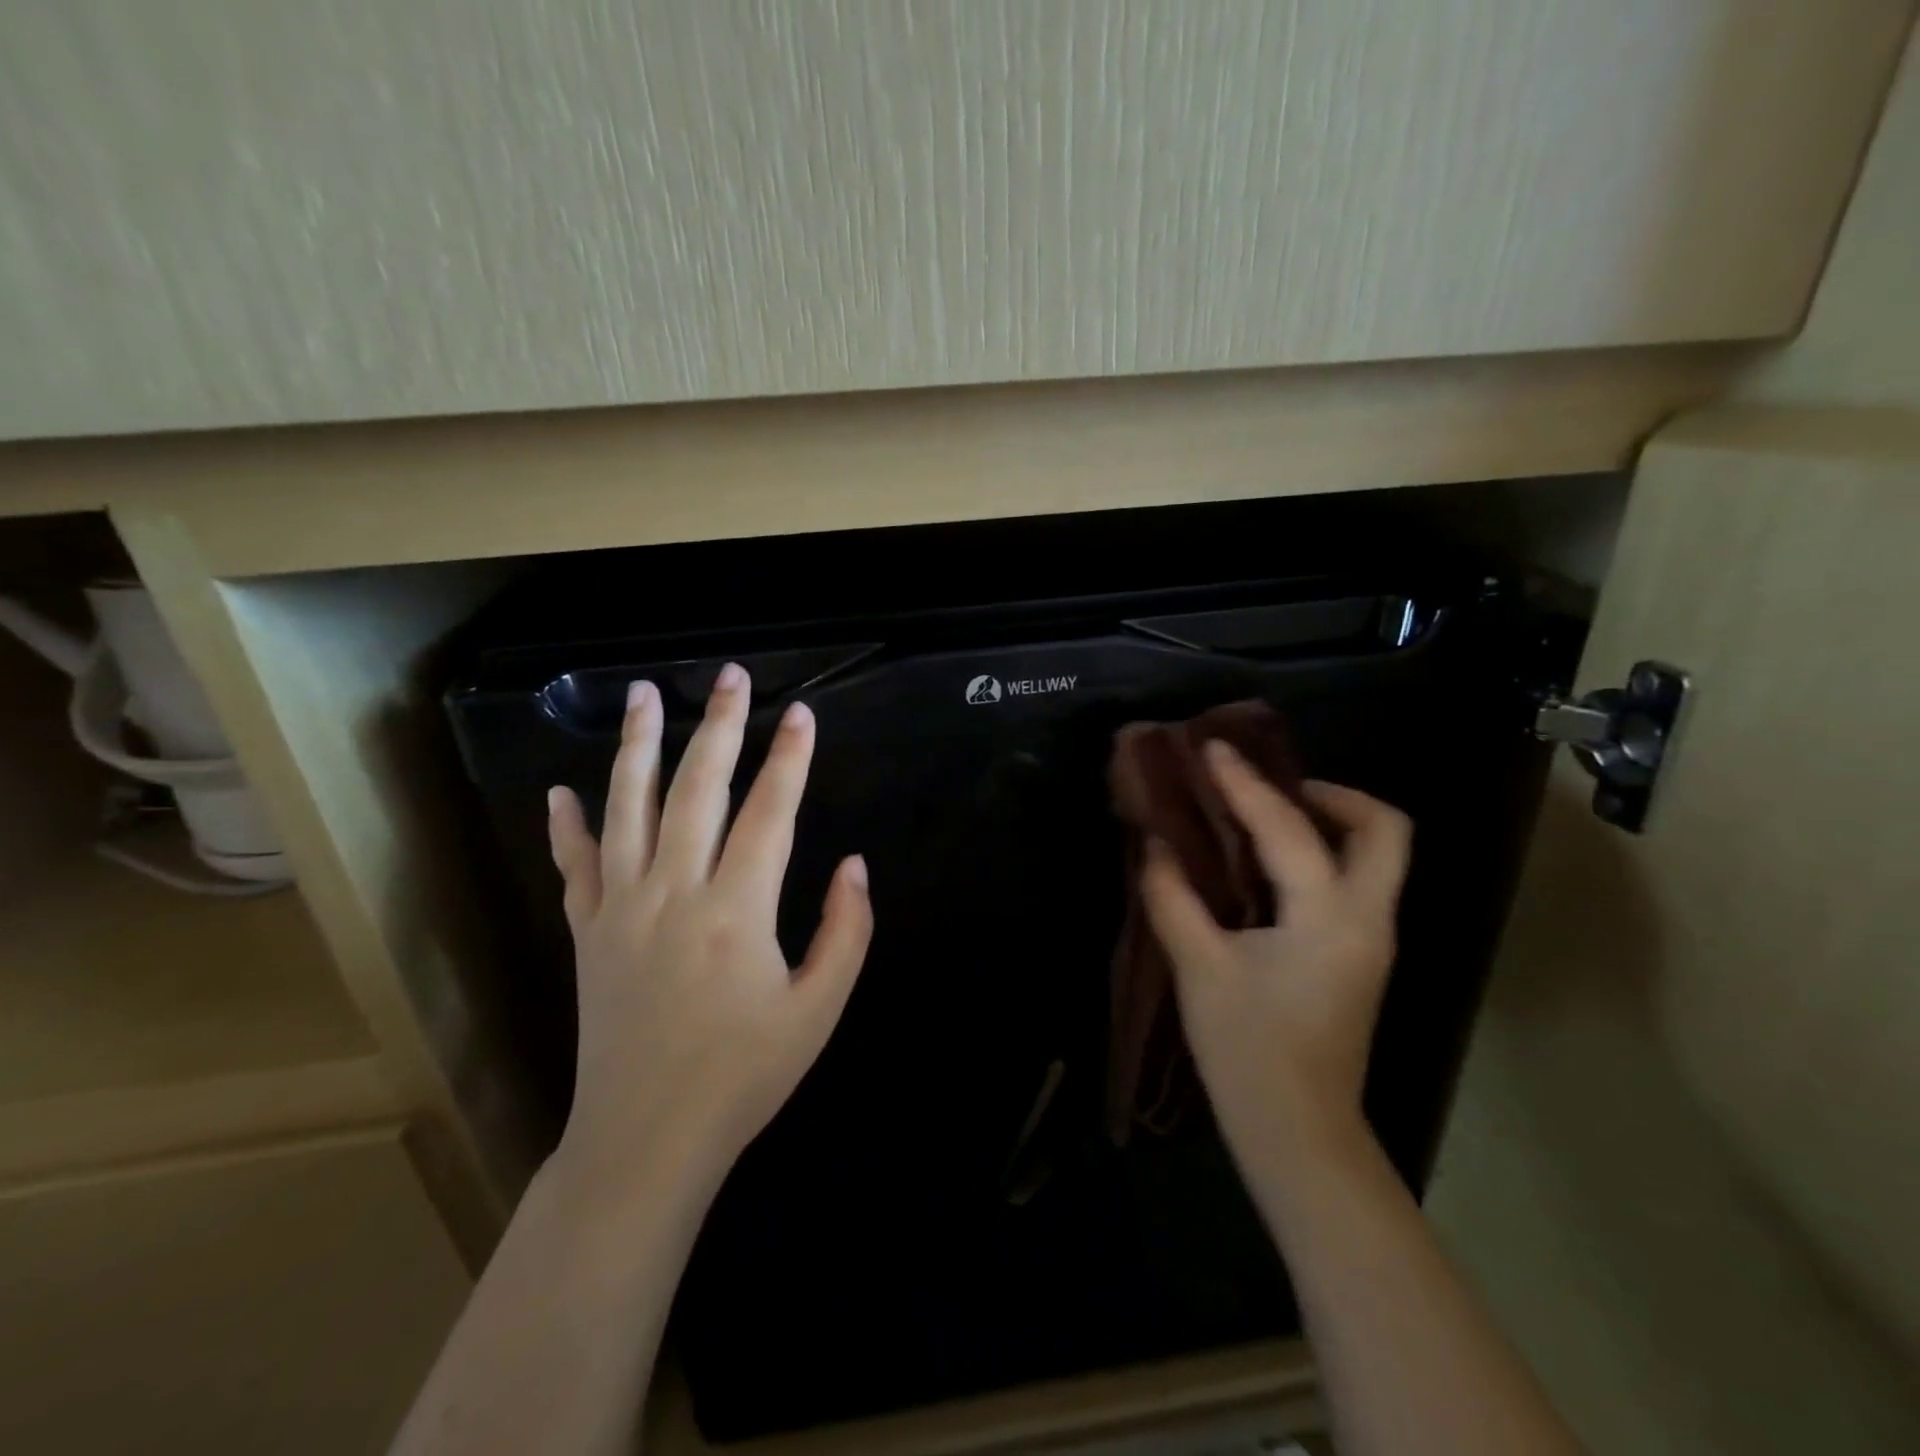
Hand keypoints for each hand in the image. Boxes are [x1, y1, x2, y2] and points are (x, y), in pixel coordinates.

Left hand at [543, 664, 872, 1210]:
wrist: (647, 1138)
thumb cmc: (745, 1075)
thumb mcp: (819, 1009)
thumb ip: (846, 931)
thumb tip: (854, 864)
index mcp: (737, 910)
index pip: (770, 811)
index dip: (790, 758)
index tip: (801, 713)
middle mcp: (674, 892)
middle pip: (697, 788)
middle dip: (718, 726)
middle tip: (729, 677)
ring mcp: (621, 908)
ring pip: (627, 808)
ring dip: (638, 747)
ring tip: (642, 695)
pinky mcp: (587, 932)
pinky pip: (574, 865)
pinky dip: (566, 826)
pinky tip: (560, 791)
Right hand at [1141, 741, 1411, 1169]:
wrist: (1298, 1133)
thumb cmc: (1247, 1051)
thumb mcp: (1199, 968)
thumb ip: (1174, 898)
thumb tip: (1157, 847)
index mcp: (1329, 917)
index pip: (1289, 828)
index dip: (1245, 783)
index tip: (1213, 749)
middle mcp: (1368, 919)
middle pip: (1384, 830)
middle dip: (1333, 794)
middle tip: (1271, 787)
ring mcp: (1371, 940)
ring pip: (1376, 856)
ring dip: (1329, 821)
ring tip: (1263, 813)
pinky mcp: (1358, 957)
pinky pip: (1353, 882)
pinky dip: (1319, 854)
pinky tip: (1267, 863)